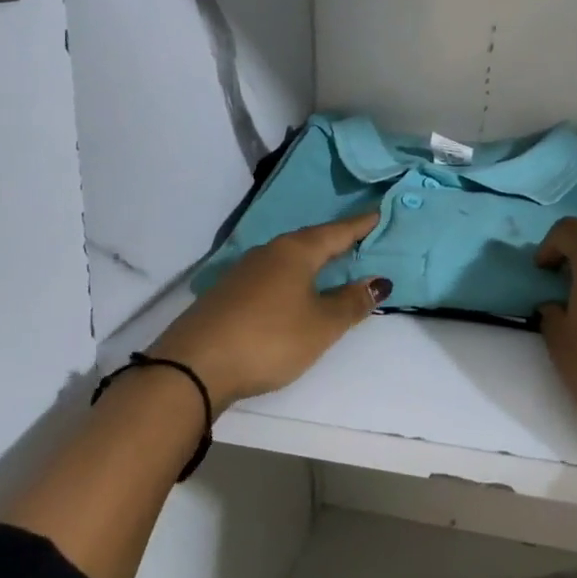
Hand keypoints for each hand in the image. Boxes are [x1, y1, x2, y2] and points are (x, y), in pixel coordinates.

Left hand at [148, 211, 390, 412]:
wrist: (196, 363)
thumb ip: (351, 302)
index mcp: (296, 251)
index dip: (361, 225)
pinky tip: (294, 288)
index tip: (380, 213)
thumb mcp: (321, 325)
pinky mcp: (229, 291)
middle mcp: (270, 251)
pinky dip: (292, 275)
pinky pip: (272, 273)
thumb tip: (379, 280)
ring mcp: (245, 270)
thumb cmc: (270, 338)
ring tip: (333, 263)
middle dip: (336, 239)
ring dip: (313, 258)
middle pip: (311, 240)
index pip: (337, 232)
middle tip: (361, 238)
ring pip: (289, 256)